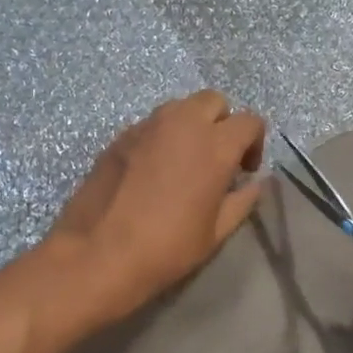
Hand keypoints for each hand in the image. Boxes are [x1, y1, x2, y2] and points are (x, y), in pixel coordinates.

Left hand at [45, 91, 266, 322]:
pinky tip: (151, 170)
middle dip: (221, 122)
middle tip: (216, 157)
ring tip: (183, 161)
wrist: (98, 252)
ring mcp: (147, 126)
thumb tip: (253, 184)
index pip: (249, 120)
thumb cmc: (166, 248)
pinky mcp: (120, 136)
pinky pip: (150, 124)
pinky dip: (160, 137)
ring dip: (190, 124)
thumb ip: (241, 201)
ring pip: (179, 107)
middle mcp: (182, 123)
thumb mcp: (215, 233)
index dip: (254, 142)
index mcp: (214, 145)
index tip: (245, 170)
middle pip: (213, 101)